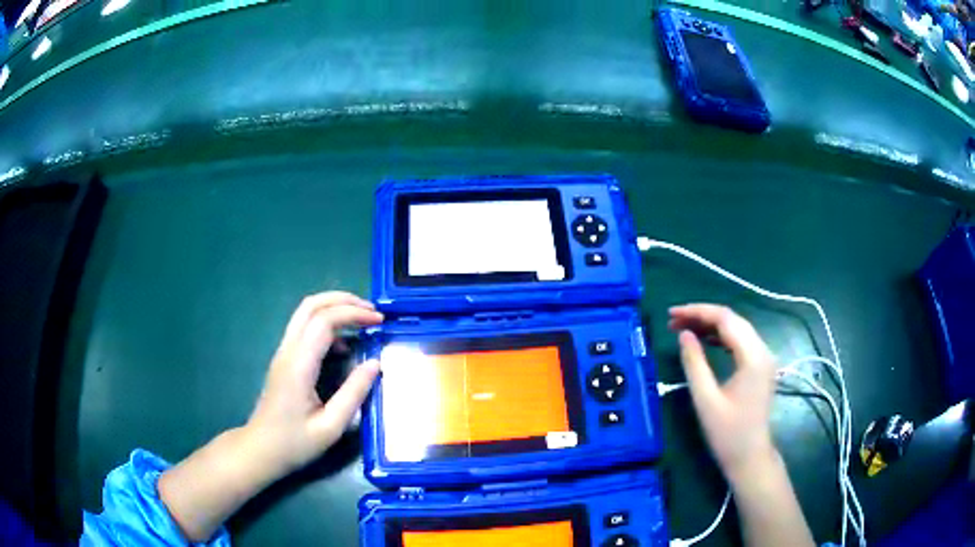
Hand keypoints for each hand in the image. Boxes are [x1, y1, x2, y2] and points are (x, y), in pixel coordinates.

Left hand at [245, 292, 383, 475]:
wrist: (260, 449)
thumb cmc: (295, 443)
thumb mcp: (331, 427)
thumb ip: (354, 394)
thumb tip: (375, 364)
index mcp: (299, 365)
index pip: (324, 321)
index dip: (353, 314)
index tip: (379, 321)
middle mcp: (288, 351)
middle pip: (311, 305)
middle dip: (343, 300)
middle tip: (372, 311)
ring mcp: (283, 353)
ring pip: (305, 313)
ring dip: (334, 308)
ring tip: (362, 320)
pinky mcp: (284, 360)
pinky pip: (304, 329)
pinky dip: (326, 324)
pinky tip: (344, 346)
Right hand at [669, 304, 777, 479]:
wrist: (750, 458)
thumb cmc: (727, 434)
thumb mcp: (706, 400)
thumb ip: (694, 363)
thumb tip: (683, 334)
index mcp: (753, 357)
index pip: (725, 319)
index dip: (697, 312)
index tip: (671, 314)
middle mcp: (763, 350)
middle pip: (732, 320)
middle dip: (702, 316)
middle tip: (673, 321)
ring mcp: (764, 358)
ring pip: (737, 329)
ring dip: (711, 325)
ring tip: (684, 328)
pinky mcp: (760, 367)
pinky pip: (740, 342)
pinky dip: (721, 337)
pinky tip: (705, 340)